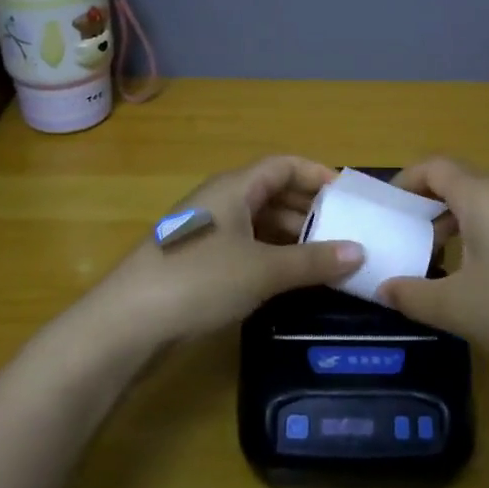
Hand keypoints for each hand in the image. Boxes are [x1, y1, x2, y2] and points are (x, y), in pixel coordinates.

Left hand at [82, 156, 364, 345]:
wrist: (128, 322)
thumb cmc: (200, 280)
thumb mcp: (264, 270)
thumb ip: (313, 261)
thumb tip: (359, 252)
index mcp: (234, 187)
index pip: (283, 165)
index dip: (316, 174)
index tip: (348, 196)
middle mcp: (220, 202)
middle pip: (272, 193)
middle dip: (309, 210)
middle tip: (346, 232)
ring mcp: (208, 232)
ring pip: (260, 223)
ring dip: (293, 237)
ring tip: (327, 259)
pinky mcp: (200, 262)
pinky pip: (247, 248)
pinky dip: (273, 257)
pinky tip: (292, 279)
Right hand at [376, 157, 488, 370]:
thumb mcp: (457, 308)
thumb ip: (412, 296)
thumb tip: (384, 288)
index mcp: (482, 198)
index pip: (435, 167)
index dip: (407, 180)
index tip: (390, 208)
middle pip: (462, 182)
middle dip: (430, 204)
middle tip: (412, 238)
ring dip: (460, 222)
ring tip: (445, 261)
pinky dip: (487, 235)